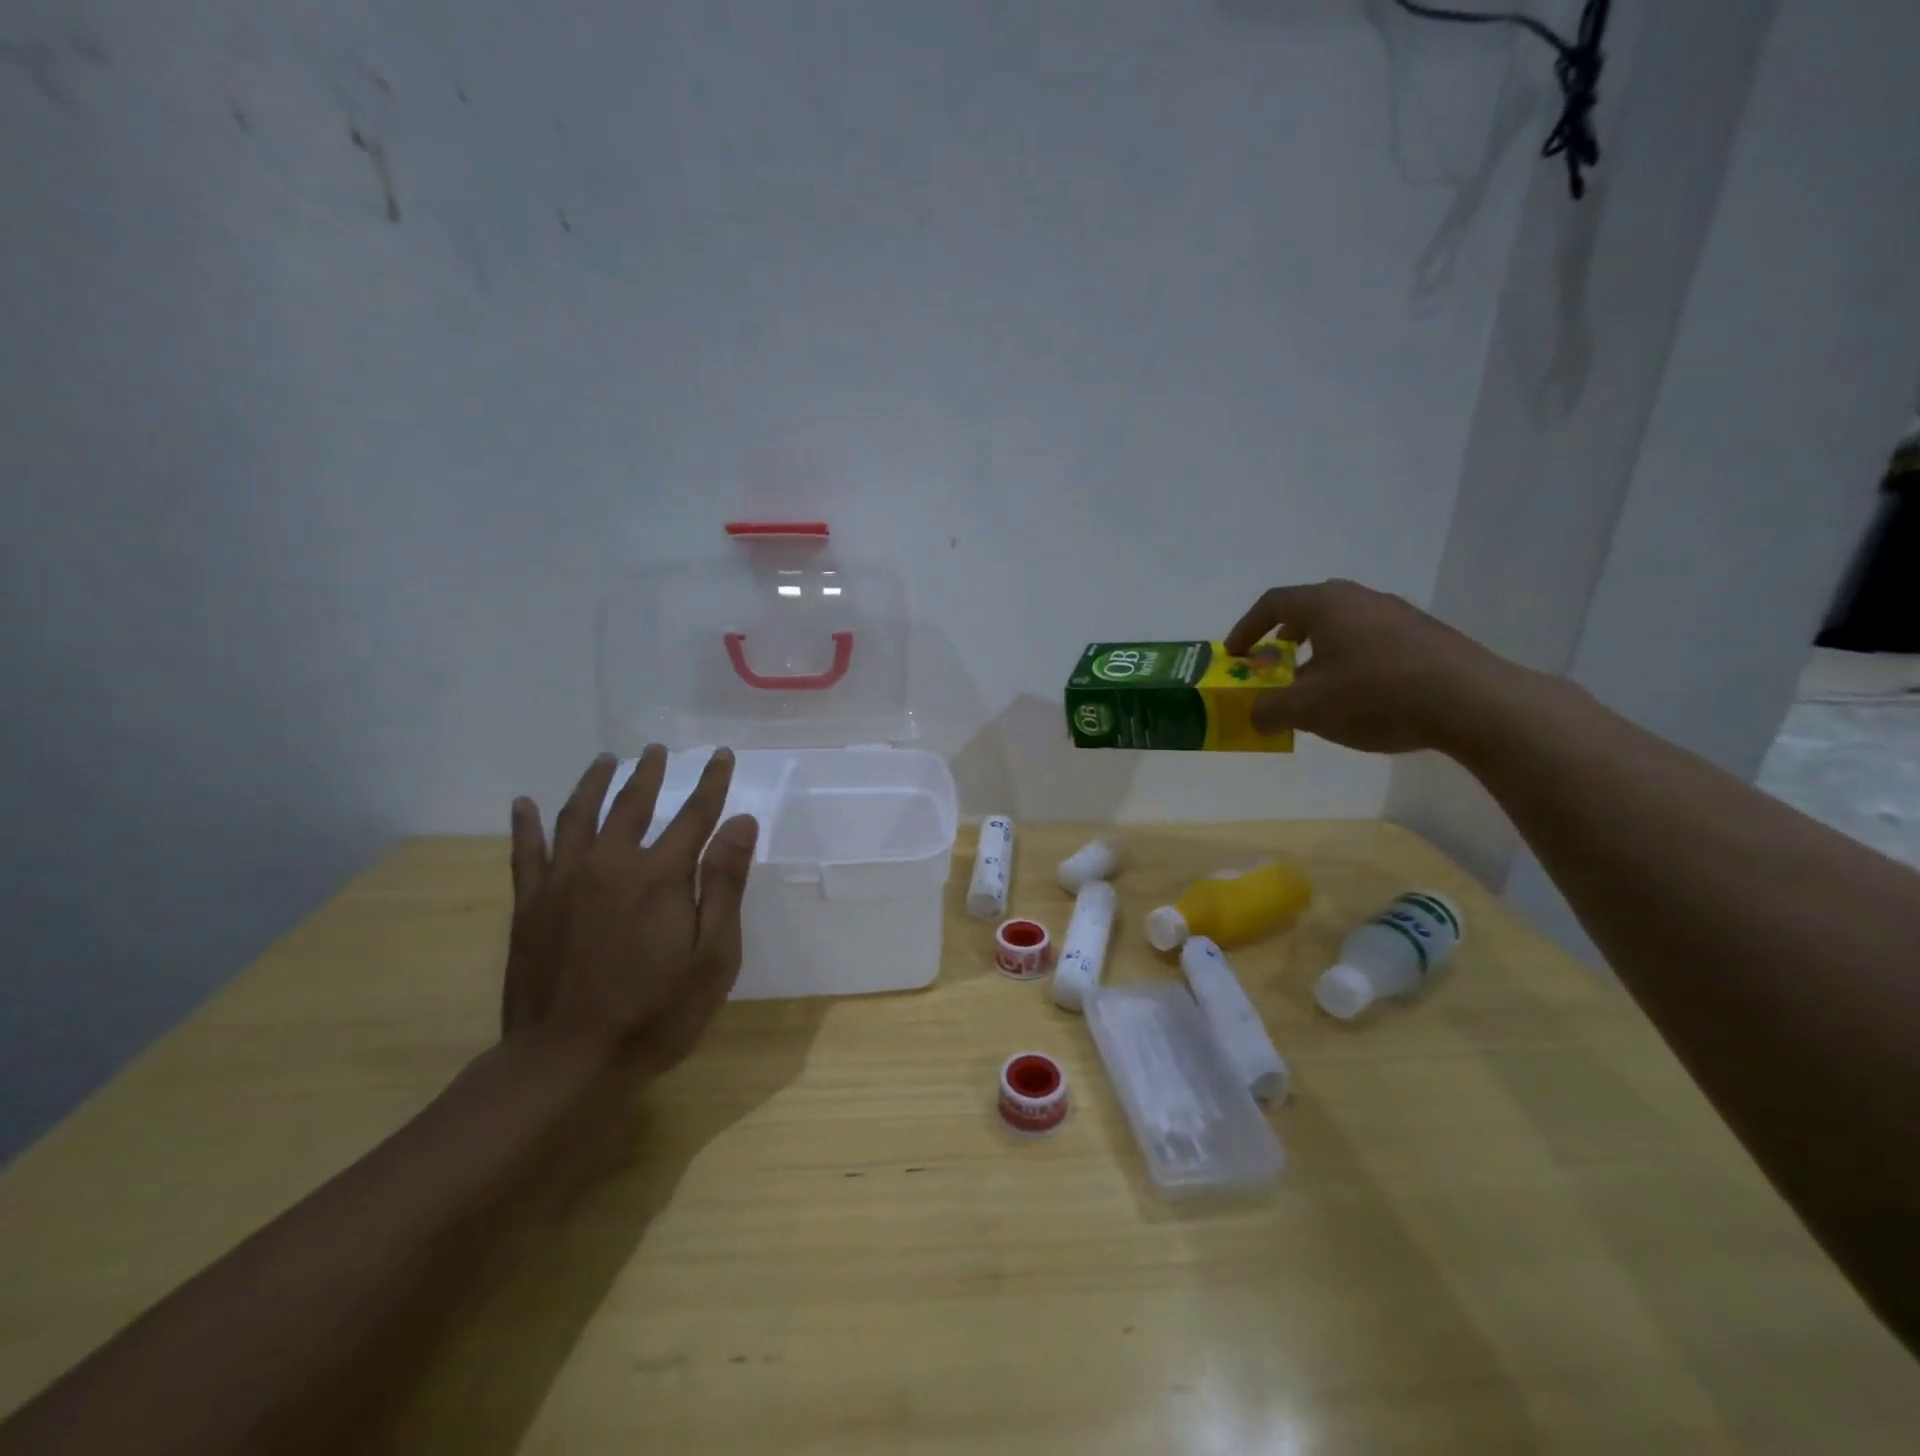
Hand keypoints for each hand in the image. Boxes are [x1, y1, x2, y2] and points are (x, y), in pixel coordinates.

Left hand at [502, 747, 758, 1082]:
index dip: (712, 783)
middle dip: (649, 773)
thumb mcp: (713, 956)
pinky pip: (526, 852)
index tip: (722, 756)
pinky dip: (526, 824)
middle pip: (633, 804)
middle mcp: (610, 864)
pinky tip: (524, 803)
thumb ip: (725, 884)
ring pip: (578, 815)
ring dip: (595, 783)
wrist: (568, 1062)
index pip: (694, 814)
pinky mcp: (530, 905)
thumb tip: (742, 823)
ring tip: (606, 761)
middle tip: (657, 750)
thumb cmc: (656, 1013)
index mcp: (659, 876)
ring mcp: (563, 882)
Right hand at [1225, 579, 1529, 755]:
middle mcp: (1362, 599)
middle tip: (1275, 659)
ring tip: (1317, 684)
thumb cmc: (1375, 695)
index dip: (1247, 627)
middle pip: (1312, 606)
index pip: (1274, 602)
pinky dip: (1353, 658)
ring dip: (1322, 649)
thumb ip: (1270, 710)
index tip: (1235, 653)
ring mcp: (1399, 614)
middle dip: (1287, 633)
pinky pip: (1375, 639)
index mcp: (1326, 605)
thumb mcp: (1308, 709)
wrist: (1471, 702)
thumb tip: (1256, 715)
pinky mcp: (1427, 636)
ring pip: (1346, 623)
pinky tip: (1361, 694)